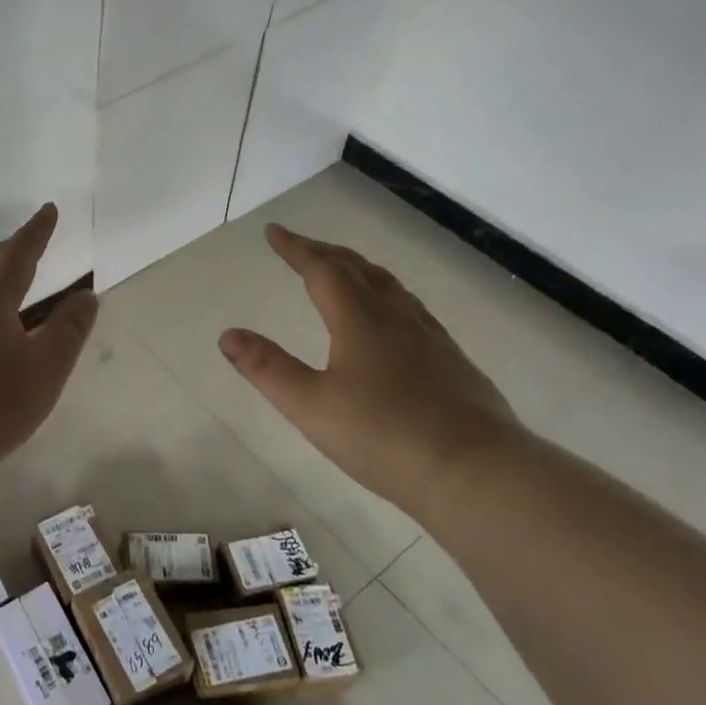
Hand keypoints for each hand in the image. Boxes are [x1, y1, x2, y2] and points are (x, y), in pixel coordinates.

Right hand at [219, 225, 521, 508]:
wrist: (477, 472)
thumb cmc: (385, 436)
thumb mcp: (310, 406)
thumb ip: (268, 369)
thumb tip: (228, 334)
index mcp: (360, 321)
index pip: (322, 270)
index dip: (296, 249)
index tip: (274, 232)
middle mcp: (397, 319)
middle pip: (359, 270)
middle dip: (326, 253)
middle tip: (302, 247)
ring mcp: (431, 339)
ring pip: (391, 288)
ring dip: (360, 270)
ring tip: (345, 272)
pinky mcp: (453, 363)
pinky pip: (412, 311)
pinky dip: (388, 297)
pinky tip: (393, 321)